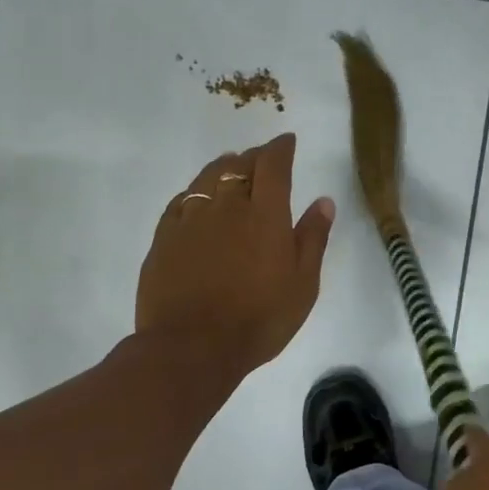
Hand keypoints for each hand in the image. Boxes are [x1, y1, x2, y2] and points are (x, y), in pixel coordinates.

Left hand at [136, 133, 334, 377]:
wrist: (192, 348)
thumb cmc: (259, 319)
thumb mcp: (302, 284)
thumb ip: (313, 238)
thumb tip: (323, 201)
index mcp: (266, 214)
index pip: (273, 164)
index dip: (281, 148)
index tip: (287, 141)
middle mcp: (227, 206)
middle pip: (240, 165)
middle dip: (254, 157)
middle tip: (262, 159)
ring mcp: (191, 219)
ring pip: (207, 177)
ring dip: (223, 167)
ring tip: (231, 167)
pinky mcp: (164, 237)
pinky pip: (181, 201)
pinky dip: (195, 192)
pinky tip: (198, 199)